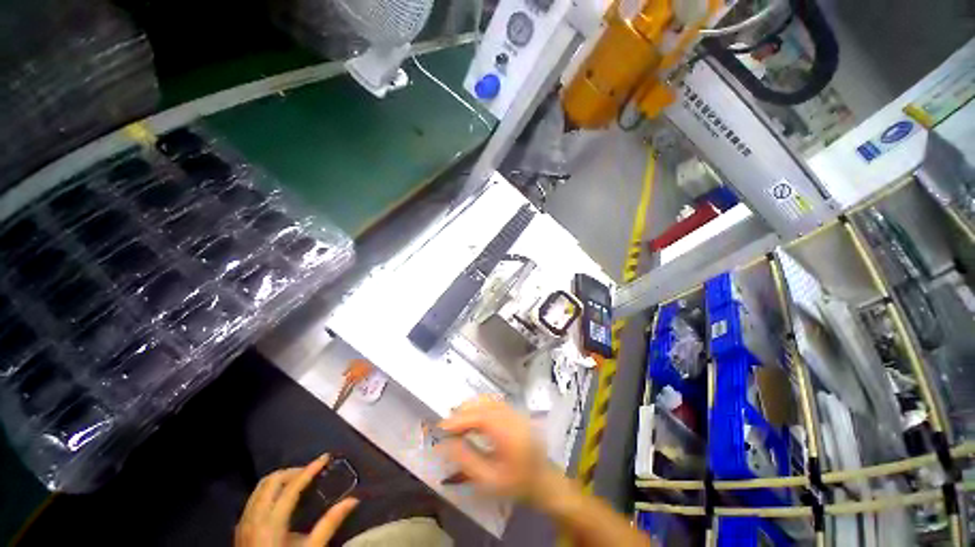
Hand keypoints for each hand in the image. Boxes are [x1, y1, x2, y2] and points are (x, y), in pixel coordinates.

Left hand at [236, 454, 358, 546]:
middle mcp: (254, 517)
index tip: (325, 458)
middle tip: (312, 471)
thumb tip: (353, 500)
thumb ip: (329, 524)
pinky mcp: (240, 528)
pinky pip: (255, 498)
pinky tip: (282, 499)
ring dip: (281, 479)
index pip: (291, 487)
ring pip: (260, 487)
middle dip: (293, 471)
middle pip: (271, 480)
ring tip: (299, 481)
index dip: (310, 469)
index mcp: (270, 523)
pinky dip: (270, 490)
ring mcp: (244, 522)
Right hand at [437, 396, 554, 500]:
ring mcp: (516, 412)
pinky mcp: (516, 412)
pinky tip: (473, 417)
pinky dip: (480, 406)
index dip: (459, 419)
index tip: (441, 426)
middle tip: (447, 425)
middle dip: (463, 411)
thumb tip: (445, 444)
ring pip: (489, 400)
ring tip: (457, 421)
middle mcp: (512, 416)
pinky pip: (494, 402)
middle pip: (483, 404)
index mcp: (508, 433)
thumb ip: (466, 460)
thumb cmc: (517, 484)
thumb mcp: (489, 480)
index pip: (479, 417)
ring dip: (471, 407)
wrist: (543, 481)